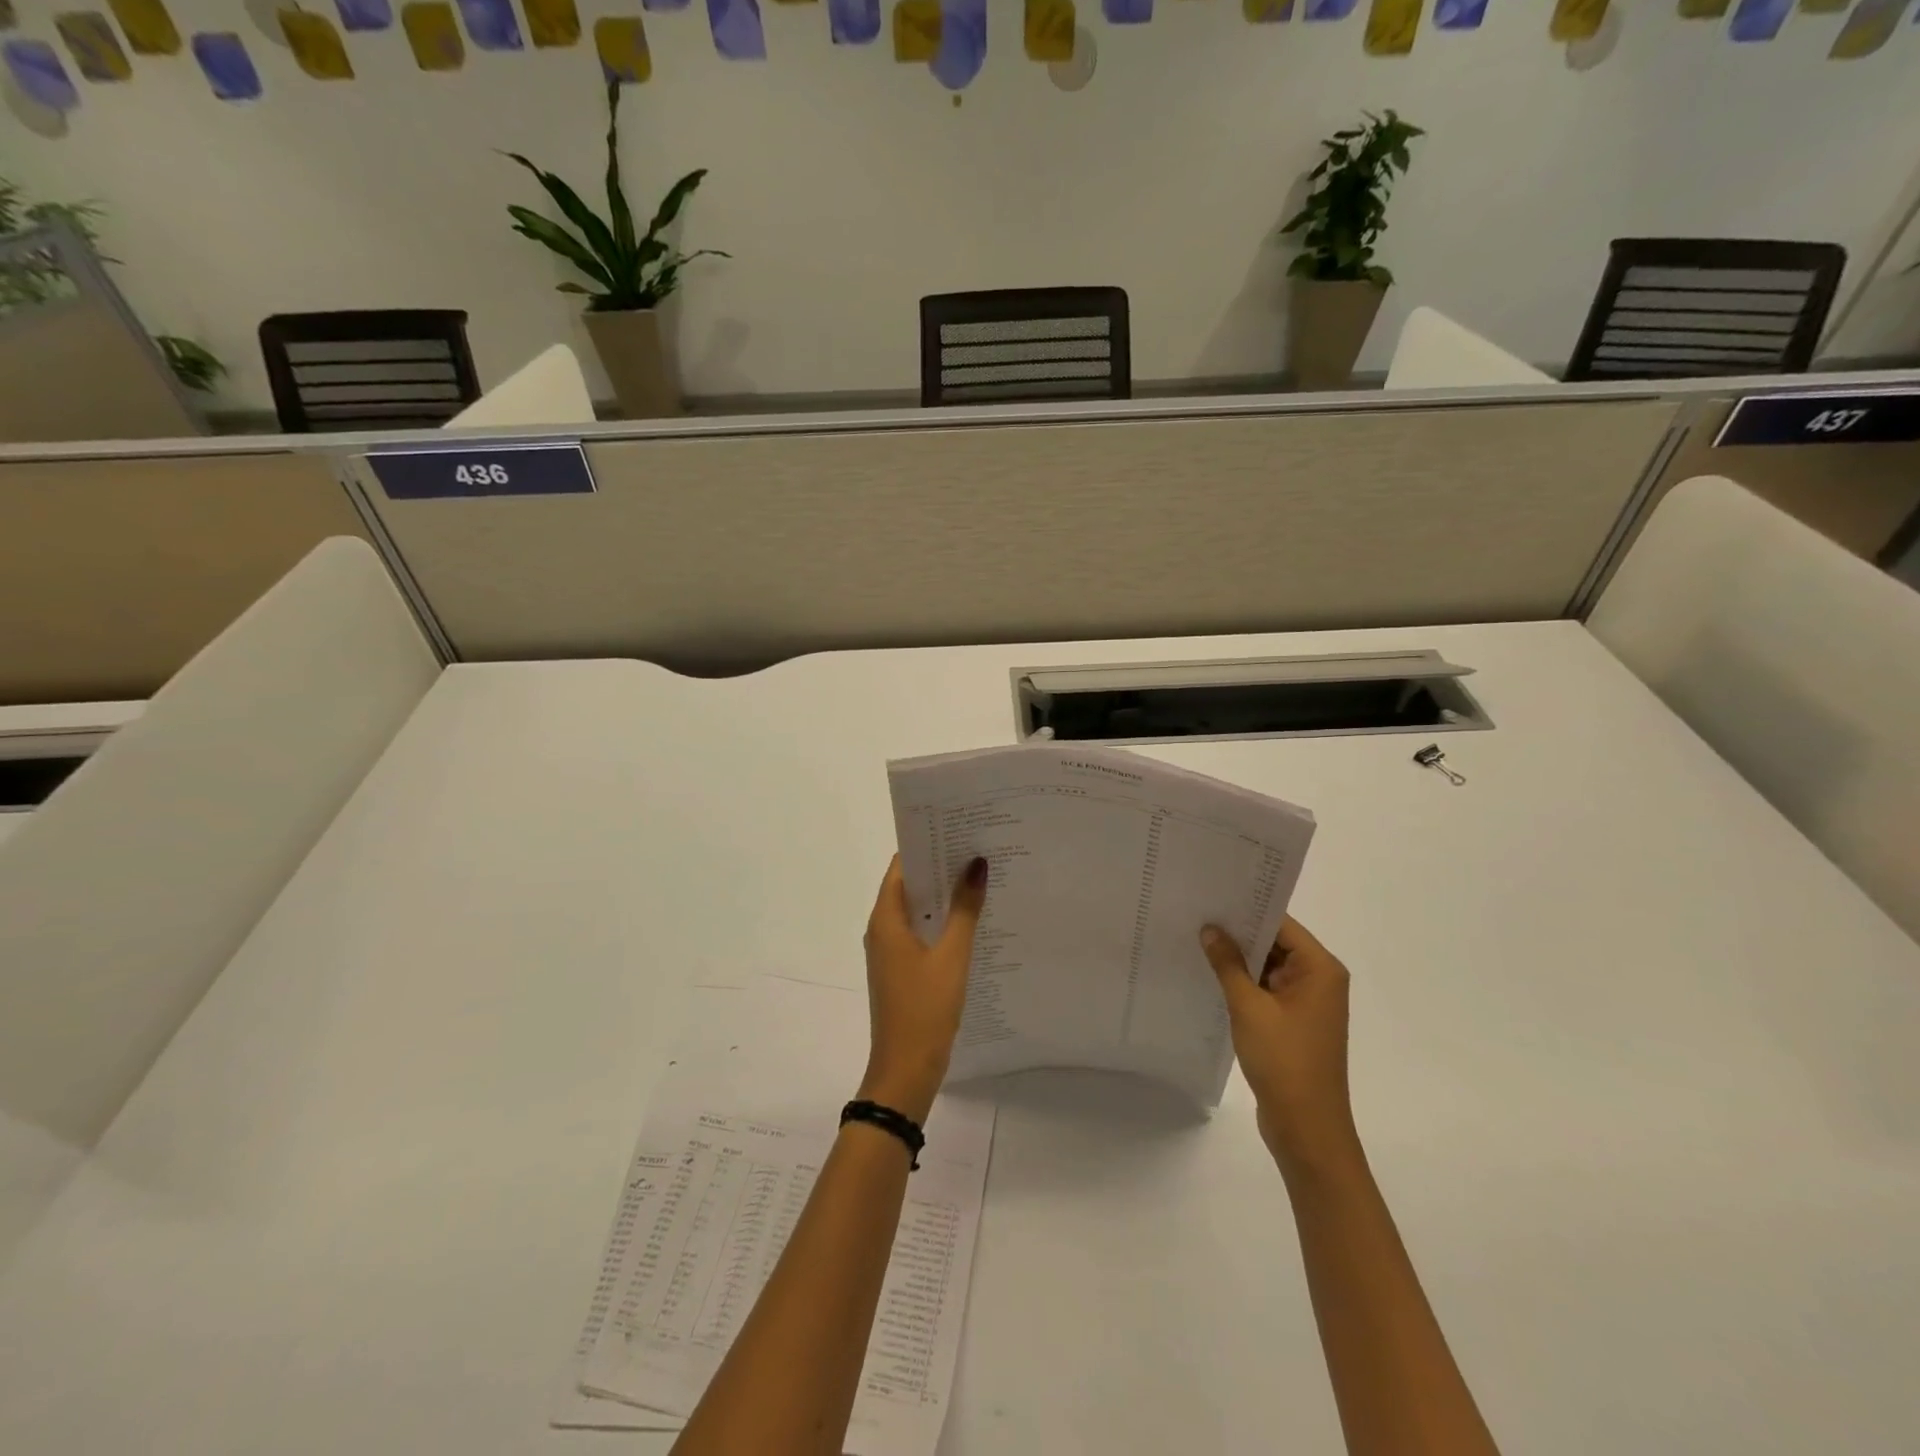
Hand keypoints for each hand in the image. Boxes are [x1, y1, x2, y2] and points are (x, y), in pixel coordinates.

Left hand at [859, 855, 988, 1122]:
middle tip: (977, 847)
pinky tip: (972, 918)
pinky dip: (941, 921)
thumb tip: (976, 863)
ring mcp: (890, 951)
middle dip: (940, 867)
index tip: (957, 827)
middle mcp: (882, 929)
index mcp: (885, 919)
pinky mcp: (901, 970)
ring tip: (980, 875)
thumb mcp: (952, 956)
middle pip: (909, 885)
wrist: (905, 1071)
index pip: (901, 866)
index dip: (926, 844)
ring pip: (916, 910)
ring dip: (943, 895)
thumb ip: (965, 909)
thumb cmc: (925, 1009)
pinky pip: (920, 932)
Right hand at [1200, 917, 1359, 1177]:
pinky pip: (1266, 989)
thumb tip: (1210, 929)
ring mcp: (1307, 1003)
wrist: (1306, 1128)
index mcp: (1320, 969)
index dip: (1247, 908)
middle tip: (1196, 913)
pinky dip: (1243, 982)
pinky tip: (1211, 974)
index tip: (1212, 896)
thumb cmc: (1284, 1061)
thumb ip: (1228, 964)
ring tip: (1197, 939)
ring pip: (1268, 966)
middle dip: (1238, 932)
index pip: (1281, 923)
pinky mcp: (1294, 1022)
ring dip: (1239, 959)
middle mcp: (1319, 980)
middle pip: (1275, 942)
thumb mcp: (1249, 1007)